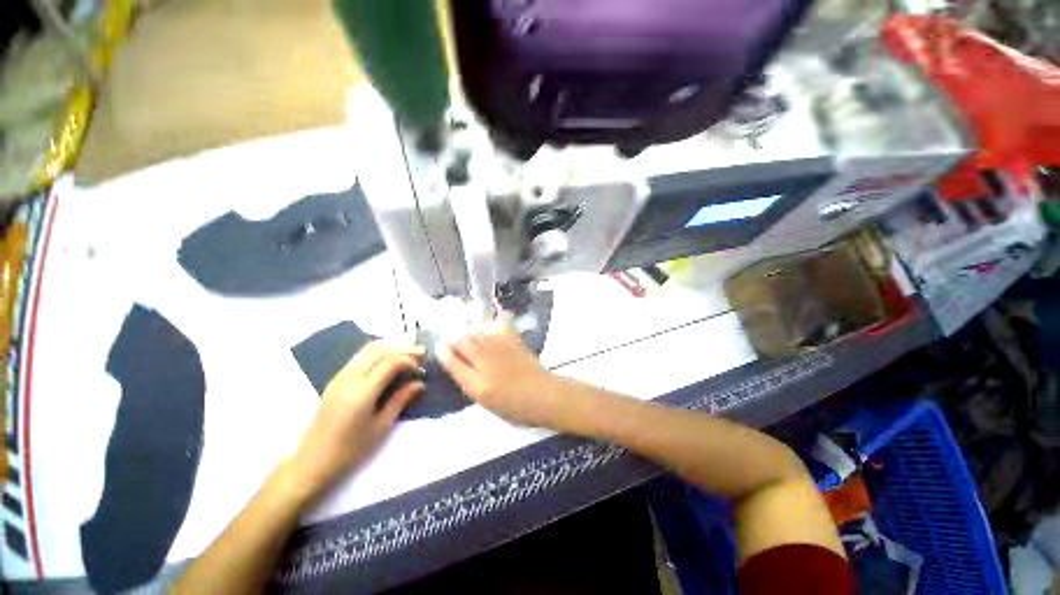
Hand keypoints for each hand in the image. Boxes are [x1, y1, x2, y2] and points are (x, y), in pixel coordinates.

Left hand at [287, 341, 423, 499]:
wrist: (312, 462)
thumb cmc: (350, 450)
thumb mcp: (381, 427)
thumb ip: (400, 400)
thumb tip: (419, 383)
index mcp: (361, 393)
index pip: (389, 362)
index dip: (409, 360)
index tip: (422, 368)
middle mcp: (348, 379)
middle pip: (378, 349)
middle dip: (402, 348)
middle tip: (420, 354)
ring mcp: (339, 377)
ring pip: (367, 349)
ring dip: (390, 347)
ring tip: (408, 354)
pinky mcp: (335, 379)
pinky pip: (360, 356)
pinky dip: (378, 352)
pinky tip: (389, 360)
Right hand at [438, 320, 565, 427]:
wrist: (545, 396)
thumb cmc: (517, 408)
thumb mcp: (488, 403)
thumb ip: (473, 385)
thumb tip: (462, 369)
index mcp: (478, 385)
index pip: (453, 364)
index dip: (444, 354)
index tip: (439, 347)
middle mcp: (486, 364)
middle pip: (463, 343)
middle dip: (453, 339)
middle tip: (450, 339)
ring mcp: (501, 350)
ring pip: (478, 333)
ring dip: (469, 332)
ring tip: (467, 333)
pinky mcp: (514, 341)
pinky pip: (500, 326)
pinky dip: (494, 322)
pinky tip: (492, 322)